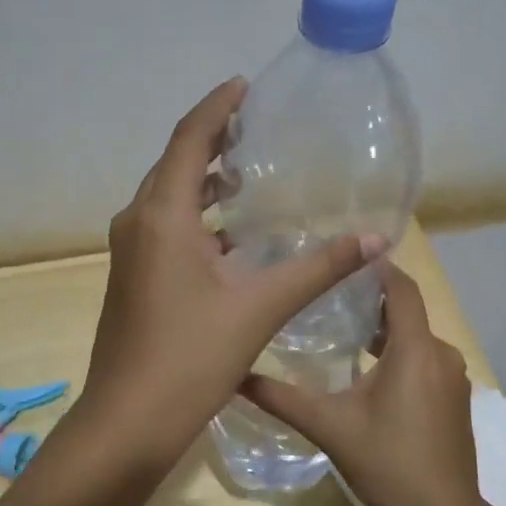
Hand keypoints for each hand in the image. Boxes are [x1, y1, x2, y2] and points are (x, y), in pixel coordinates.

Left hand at [78, 77, 383, 473]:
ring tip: (249, 173)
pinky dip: (196, 216)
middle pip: (176, 163)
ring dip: (204, 179)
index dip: (218, 107)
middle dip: (213, 139)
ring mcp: (130, 252)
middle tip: (257, 127)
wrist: (129, 420)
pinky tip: (230, 234)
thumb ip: (318, 269)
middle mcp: (138, 222)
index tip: (246, 85)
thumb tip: (376, 239)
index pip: (190, 139)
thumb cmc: (191, 357)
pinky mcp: (132, 277)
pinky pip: (165, 226)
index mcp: (162, 215)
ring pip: (168, 197)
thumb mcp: (260, 307)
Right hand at [240, 265, 480, 505]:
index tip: (343, 259)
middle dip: (372, 303)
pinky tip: (370, 375)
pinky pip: (426, 362)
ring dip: (386, 334)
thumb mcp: (329, 426)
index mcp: (415, 349)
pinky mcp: (456, 401)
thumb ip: (282, 398)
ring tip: (343, 334)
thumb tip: (236, 376)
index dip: (376, 269)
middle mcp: (441, 354)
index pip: (401, 288)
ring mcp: (454, 379)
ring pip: (416, 340)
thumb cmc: (387, 463)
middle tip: (328, 298)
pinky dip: (401, 358)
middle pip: (407, 313)